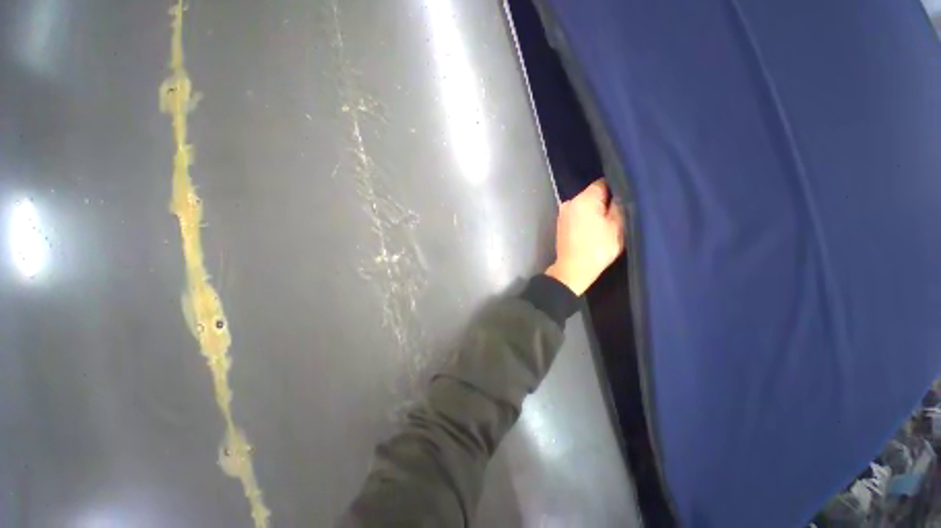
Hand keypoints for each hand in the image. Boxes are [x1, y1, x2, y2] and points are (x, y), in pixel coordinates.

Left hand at [545, 179, 624, 295]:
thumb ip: (620, 205)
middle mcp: (570, 202)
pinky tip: (593, 229)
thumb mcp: (617, 226)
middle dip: (605, 202)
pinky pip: (578, 214)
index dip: (617, 189)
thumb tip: (620, 193)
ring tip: (605, 224)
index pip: (603, 183)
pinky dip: (586, 218)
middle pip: (593, 194)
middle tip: (617, 214)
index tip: (625, 201)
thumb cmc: (597, 248)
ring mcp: (563, 213)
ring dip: (595, 211)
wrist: (573, 269)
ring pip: (585, 205)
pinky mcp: (561, 223)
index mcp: (583, 199)